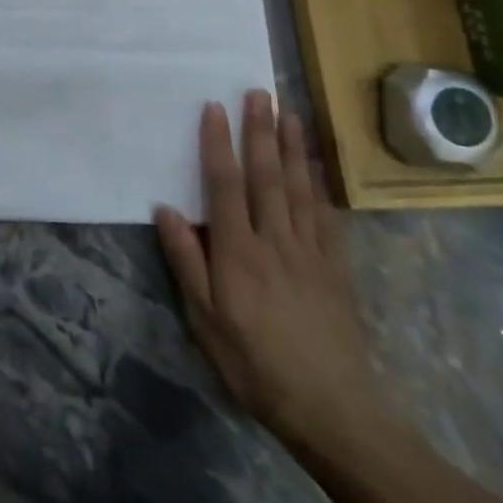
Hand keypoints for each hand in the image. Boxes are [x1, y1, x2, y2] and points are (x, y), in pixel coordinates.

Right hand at [155, 91, 387, 455]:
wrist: (331, 410)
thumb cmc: (253, 362)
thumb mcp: (204, 319)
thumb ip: (186, 260)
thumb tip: (165, 208)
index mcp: (237, 251)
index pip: (225, 184)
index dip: (217, 143)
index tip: (214, 107)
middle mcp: (274, 240)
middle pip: (266, 176)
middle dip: (259, 131)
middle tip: (258, 93)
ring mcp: (310, 252)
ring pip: (298, 188)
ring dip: (292, 147)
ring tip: (289, 113)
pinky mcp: (336, 269)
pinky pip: (327, 217)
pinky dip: (320, 186)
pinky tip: (315, 167)